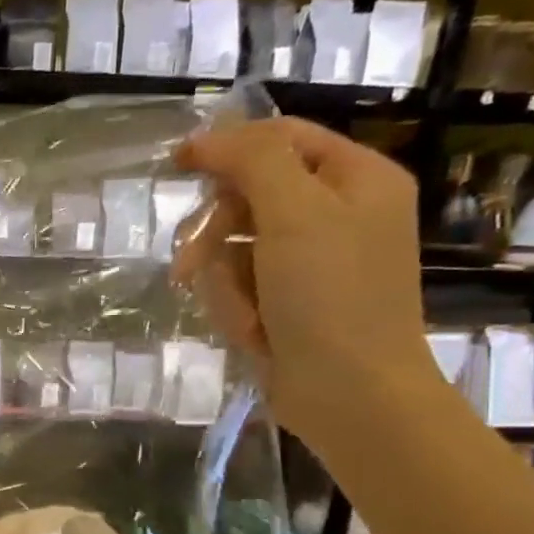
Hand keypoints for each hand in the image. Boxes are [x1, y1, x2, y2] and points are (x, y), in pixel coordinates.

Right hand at [173, 118, 443, 455]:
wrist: (349, 395)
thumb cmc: (330, 297)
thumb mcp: (295, 214)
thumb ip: (254, 161)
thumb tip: (209, 137)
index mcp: (355, 179)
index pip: (282, 137)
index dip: (229, 146)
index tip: (178, 163)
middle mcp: (335, 214)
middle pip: (249, 196)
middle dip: (217, 233)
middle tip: (191, 262)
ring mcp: (309, 263)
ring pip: (234, 248)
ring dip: (225, 282)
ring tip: (245, 316)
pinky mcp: (286, 304)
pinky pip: (239, 287)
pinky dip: (236, 309)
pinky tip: (254, 334)